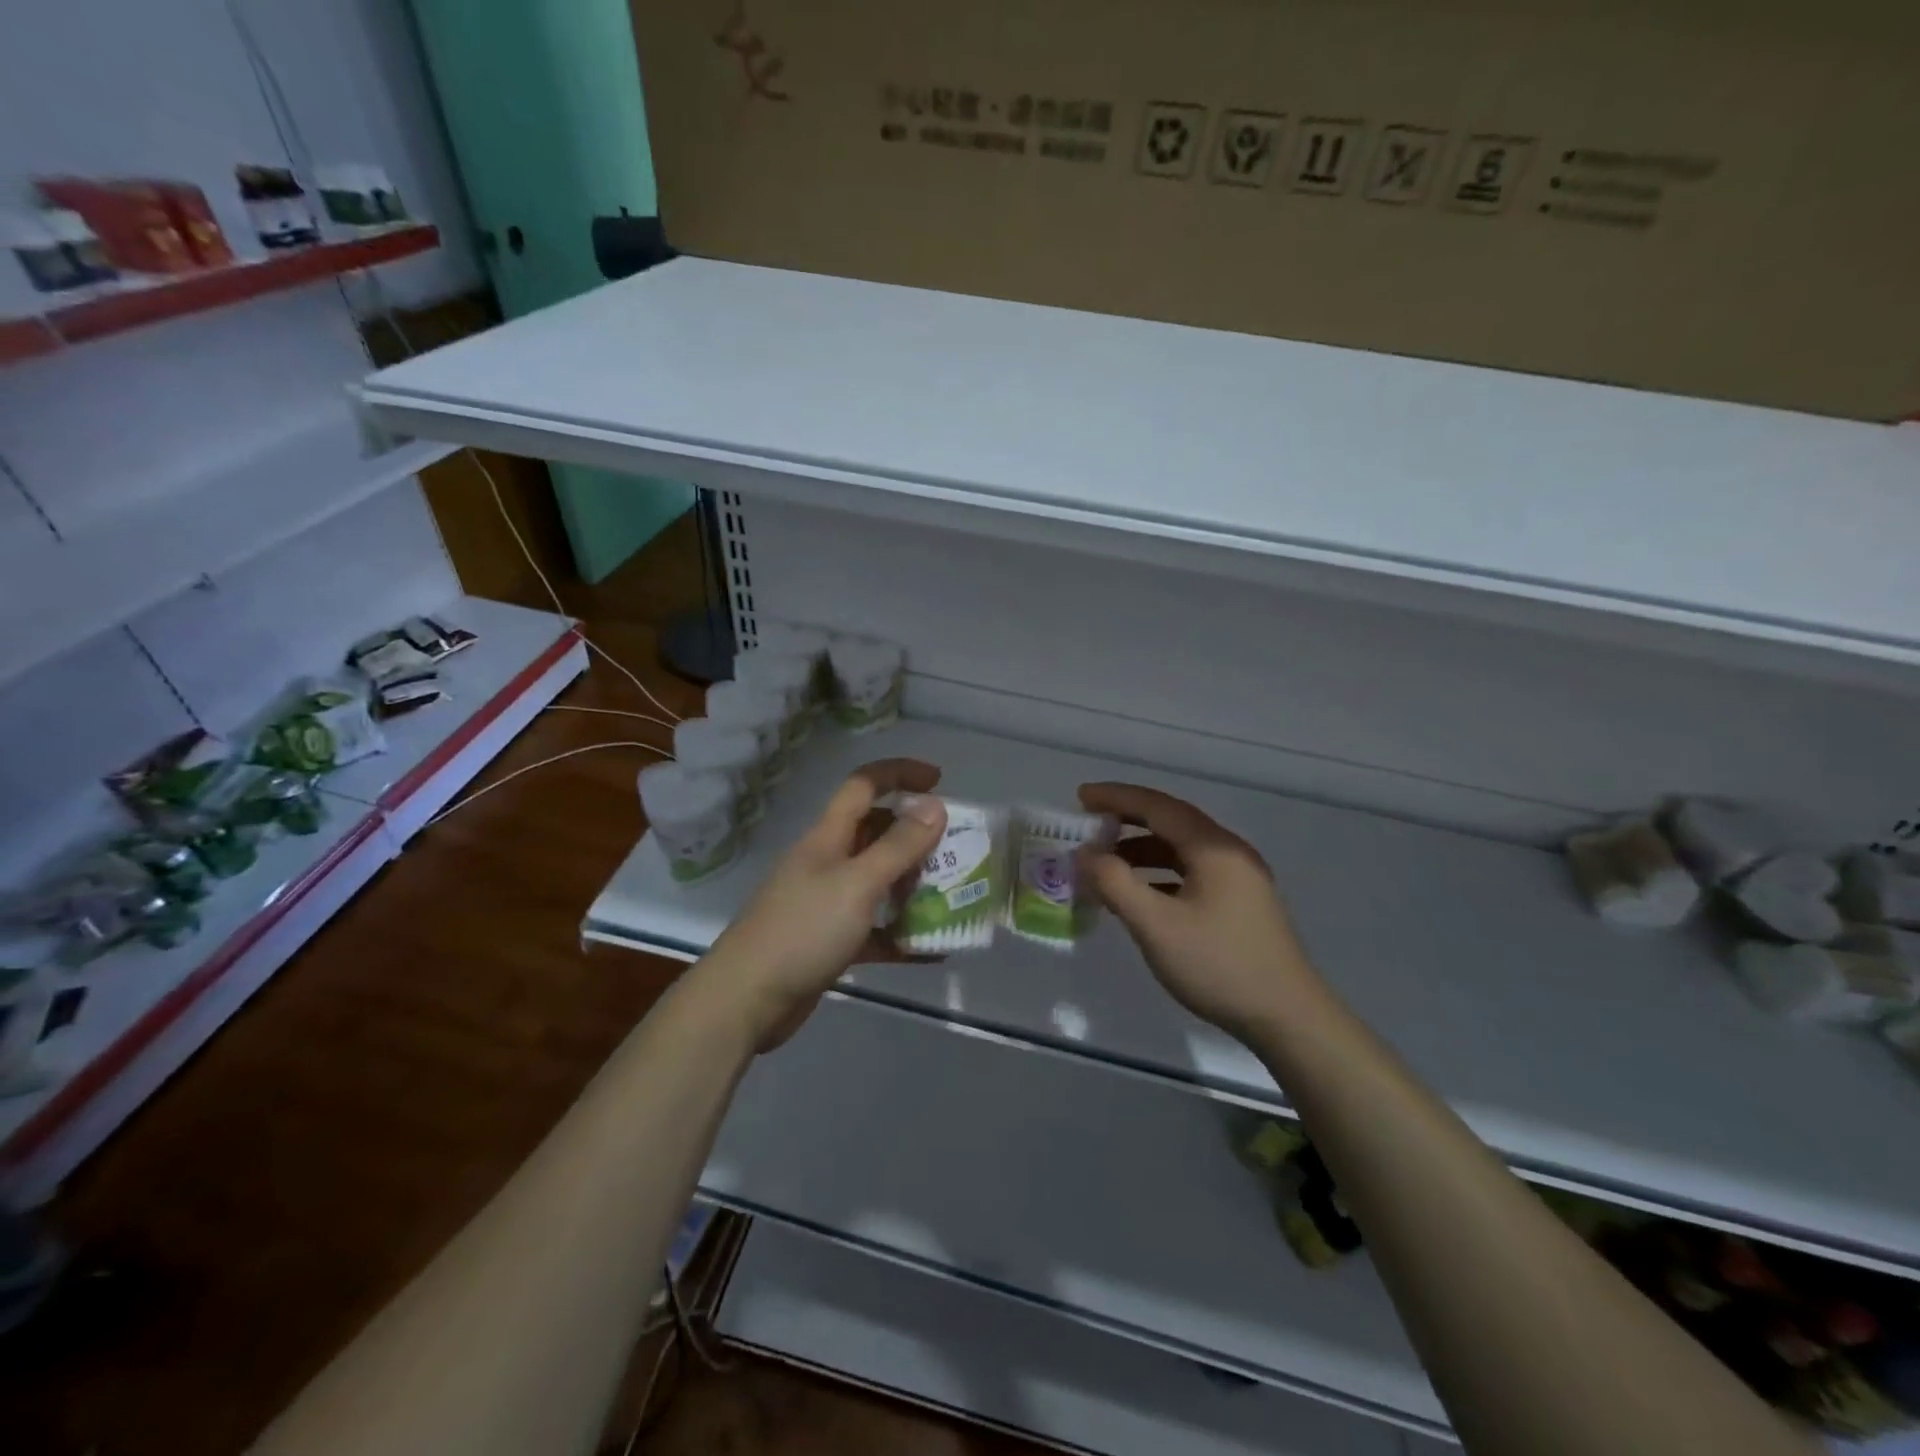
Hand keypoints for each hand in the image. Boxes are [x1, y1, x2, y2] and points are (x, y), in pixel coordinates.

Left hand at [699, 759, 946, 1050]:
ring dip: (913, 885)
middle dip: (915, 835)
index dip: (900, 774)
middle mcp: (827, 862)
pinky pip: (874, 929)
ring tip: (952, 895)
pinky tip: (932, 950)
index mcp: (828, 837)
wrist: (746, 999)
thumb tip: (935, 806)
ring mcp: (826, 903)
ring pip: (878, 881)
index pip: (864, 786)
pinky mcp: (830, 941)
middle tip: (954, 849)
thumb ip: (899, 846)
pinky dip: (901, 934)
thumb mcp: (858, 884)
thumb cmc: (804, 930)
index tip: (939, 780)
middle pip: (875, 833)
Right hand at [1078, 782, 1323, 1042]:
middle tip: (1087, 823)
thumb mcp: (1156, 926)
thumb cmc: (1218, 965)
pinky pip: (1190, 872)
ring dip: (1141, 849)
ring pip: (1181, 849)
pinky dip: (1159, 873)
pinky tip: (1138, 893)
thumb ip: (1115, 884)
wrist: (1287, 1018)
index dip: (1116, 798)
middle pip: (1171, 821)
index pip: (1157, 806)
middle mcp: (1229, 852)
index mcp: (1213, 848)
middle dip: (1127, 819)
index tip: (1080, 796)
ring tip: (1105, 862)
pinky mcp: (1239, 903)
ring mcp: (1238, 878)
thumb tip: (1085, 854)